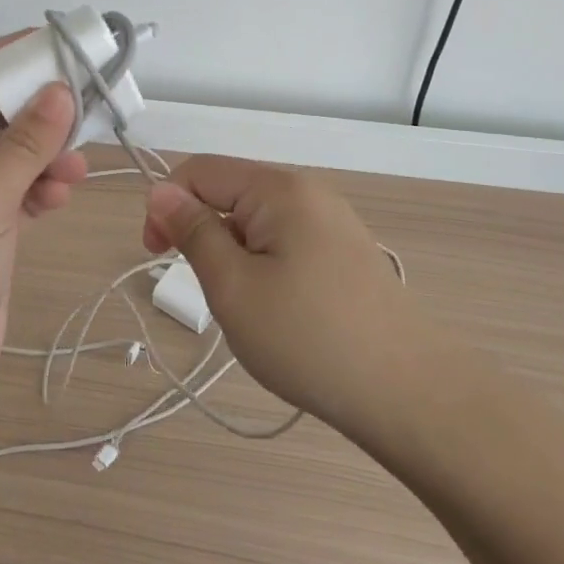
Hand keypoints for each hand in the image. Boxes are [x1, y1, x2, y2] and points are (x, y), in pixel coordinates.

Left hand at [0, 36, 86, 400]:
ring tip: (76, 159)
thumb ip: (24, 145)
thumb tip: (60, 89)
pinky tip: (65, 191)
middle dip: (29, 107)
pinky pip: (17, 193)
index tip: (48, 44)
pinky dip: (41, 187)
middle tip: (78, 94)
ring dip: (42, 152)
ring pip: (7, 156)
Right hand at [142, 156, 413, 434]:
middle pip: (230, 193)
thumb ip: (193, 232)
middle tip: (212, 293)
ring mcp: (333, 222)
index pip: (200, 171)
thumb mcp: (233, 286)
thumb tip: (160, 191)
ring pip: (256, 223)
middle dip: (204, 234)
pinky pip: (285, 243)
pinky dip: (264, 268)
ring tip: (249, 309)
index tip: (156, 255)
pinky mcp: (345, 253)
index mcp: (279, 189)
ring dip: (234, 256)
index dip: (166, 205)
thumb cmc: (308, 338)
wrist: (408, 393)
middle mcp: (308, 192)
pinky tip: (280, 313)